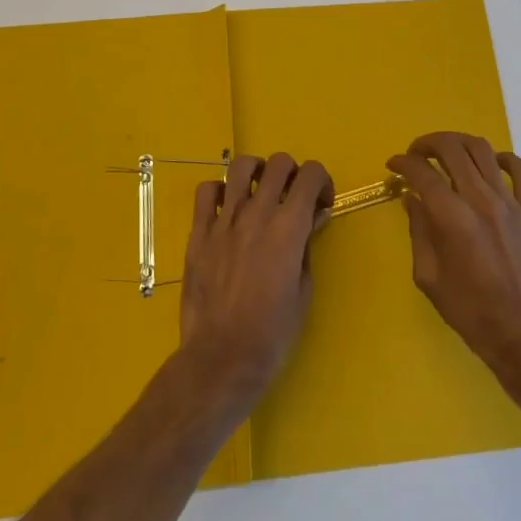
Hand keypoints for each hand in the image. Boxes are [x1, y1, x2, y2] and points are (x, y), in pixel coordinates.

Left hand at [179, 152, 332, 399]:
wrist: (222, 357)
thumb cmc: (272, 331)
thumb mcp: (304, 288)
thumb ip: (307, 245)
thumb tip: (312, 218)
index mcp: (289, 227)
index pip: (311, 174)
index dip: (322, 181)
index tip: (321, 203)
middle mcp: (257, 213)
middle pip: (279, 163)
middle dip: (293, 173)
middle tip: (292, 198)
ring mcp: (224, 221)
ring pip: (241, 167)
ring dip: (257, 172)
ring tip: (260, 192)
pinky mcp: (199, 233)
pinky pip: (206, 192)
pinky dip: (220, 191)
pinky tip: (227, 208)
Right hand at [388, 133, 520, 376]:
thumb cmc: (469, 311)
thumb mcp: (429, 277)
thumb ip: (419, 231)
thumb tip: (412, 198)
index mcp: (452, 218)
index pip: (422, 173)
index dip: (403, 163)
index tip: (394, 166)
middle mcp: (481, 200)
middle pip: (452, 149)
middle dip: (428, 143)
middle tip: (417, 154)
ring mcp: (511, 203)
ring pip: (484, 150)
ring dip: (459, 143)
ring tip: (448, 153)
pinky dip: (503, 159)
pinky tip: (491, 165)